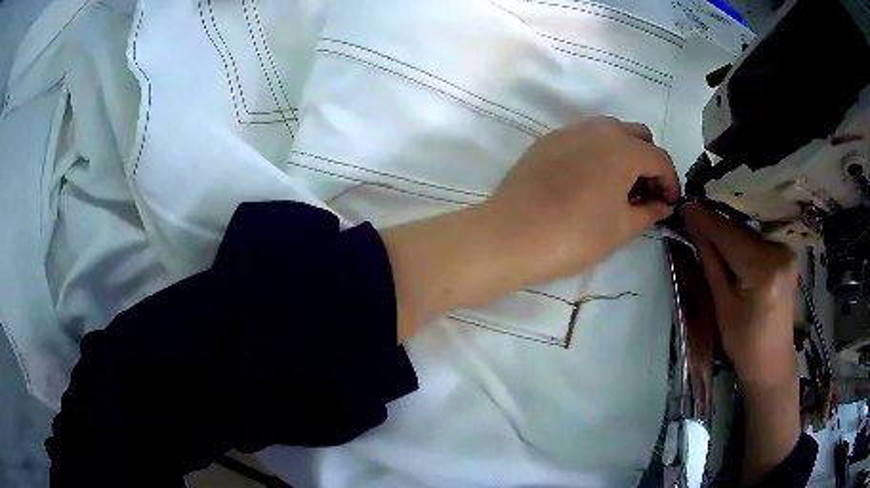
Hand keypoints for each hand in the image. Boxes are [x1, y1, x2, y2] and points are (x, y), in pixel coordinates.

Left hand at [481, 116, 679, 283]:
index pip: (659, 158)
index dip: (670, 181)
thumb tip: (663, 205)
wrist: (512, 235)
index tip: (669, 204)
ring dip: (624, 153)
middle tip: (645, 193)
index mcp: (622, 148)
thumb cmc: (575, 235)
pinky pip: (584, 137)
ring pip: (610, 131)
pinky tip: (590, 180)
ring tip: (618, 187)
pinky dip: (598, 152)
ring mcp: (569, 131)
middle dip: (648, 162)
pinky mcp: (547, 140)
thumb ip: (648, 211)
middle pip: (637, 135)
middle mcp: (598, 129)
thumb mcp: (621, 228)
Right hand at [683, 203, 797, 387]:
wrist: (772, 363)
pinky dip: (743, 243)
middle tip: (692, 220)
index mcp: (763, 272)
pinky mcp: (788, 256)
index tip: (685, 206)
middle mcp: (779, 254)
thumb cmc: (743, 344)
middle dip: (717, 227)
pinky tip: (732, 248)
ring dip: (729, 234)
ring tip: (709, 235)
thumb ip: (710, 262)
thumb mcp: (722, 307)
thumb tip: (693, 226)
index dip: (706, 221)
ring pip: (749, 235)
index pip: (729, 236)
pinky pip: (759, 242)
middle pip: (741, 233)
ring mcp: (786, 253)